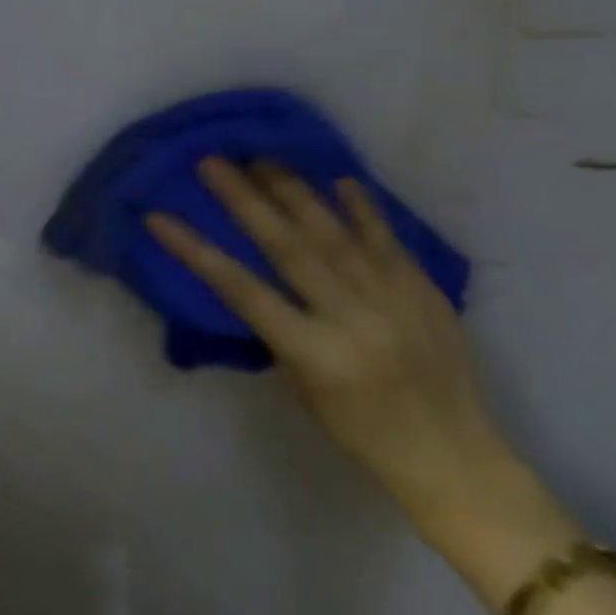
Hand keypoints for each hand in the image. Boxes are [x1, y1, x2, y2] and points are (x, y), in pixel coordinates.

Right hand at [146, 160, 523, 533]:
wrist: (455, 456)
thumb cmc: (364, 434)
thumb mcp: (305, 390)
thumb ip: (281, 331)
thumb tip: (260, 274)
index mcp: (315, 353)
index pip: (242, 290)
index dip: (196, 250)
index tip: (160, 216)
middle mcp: (350, 316)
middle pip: (286, 246)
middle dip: (244, 199)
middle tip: (213, 161)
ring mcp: (390, 296)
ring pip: (332, 230)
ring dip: (293, 190)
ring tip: (262, 158)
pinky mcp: (422, 287)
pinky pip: (385, 235)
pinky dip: (360, 206)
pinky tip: (339, 178)